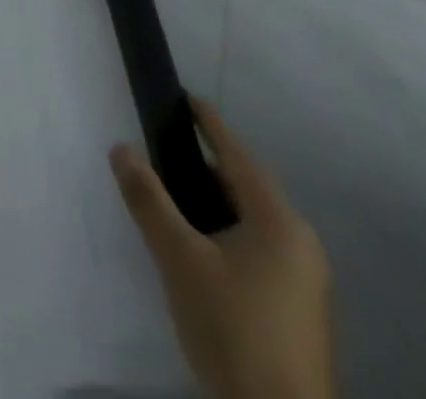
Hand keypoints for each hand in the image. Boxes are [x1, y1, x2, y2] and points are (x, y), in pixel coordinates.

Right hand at [110, 97, 332, 398]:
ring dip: (211, 203)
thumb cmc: (233, 328)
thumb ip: (148, 199)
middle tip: (161, 151)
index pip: (237, 155)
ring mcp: (304, 281)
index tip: (185, 97)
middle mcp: (300, 244)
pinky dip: (224, 233)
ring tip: (170, 197)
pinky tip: (196, 247)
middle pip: (245, 188)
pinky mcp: (296, 310)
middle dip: (204, 166)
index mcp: (279, 223)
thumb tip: (121, 147)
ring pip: (250, 221)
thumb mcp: (179, 258)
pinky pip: (256, 249)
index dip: (209, 124)